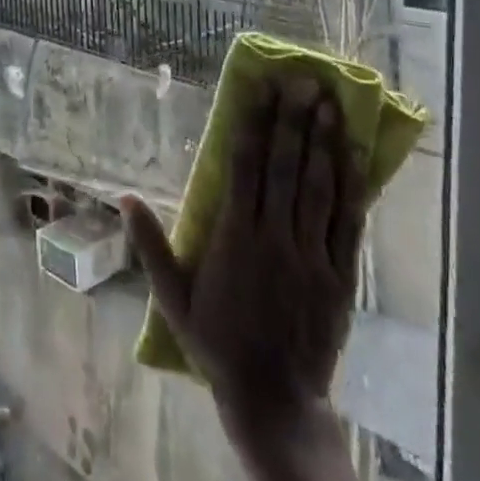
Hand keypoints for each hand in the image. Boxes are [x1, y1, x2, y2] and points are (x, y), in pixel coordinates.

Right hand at [125, 78, 368, 447]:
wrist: (272, 399)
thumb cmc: (217, 344)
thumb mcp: (172, 297)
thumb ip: (150, 244)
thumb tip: (124, 198)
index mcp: (234, 236)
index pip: (245, 166)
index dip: (254, 124)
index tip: (261, 89)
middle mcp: (274, 236)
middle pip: (285, 167)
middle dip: (294, 120)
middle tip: (304, 81)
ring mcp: (311, 254)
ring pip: (318, 187)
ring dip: (323, 142)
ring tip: (330, 103)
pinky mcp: (340, 275)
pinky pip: (348, 224)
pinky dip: (352, 187)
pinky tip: (355, 156)